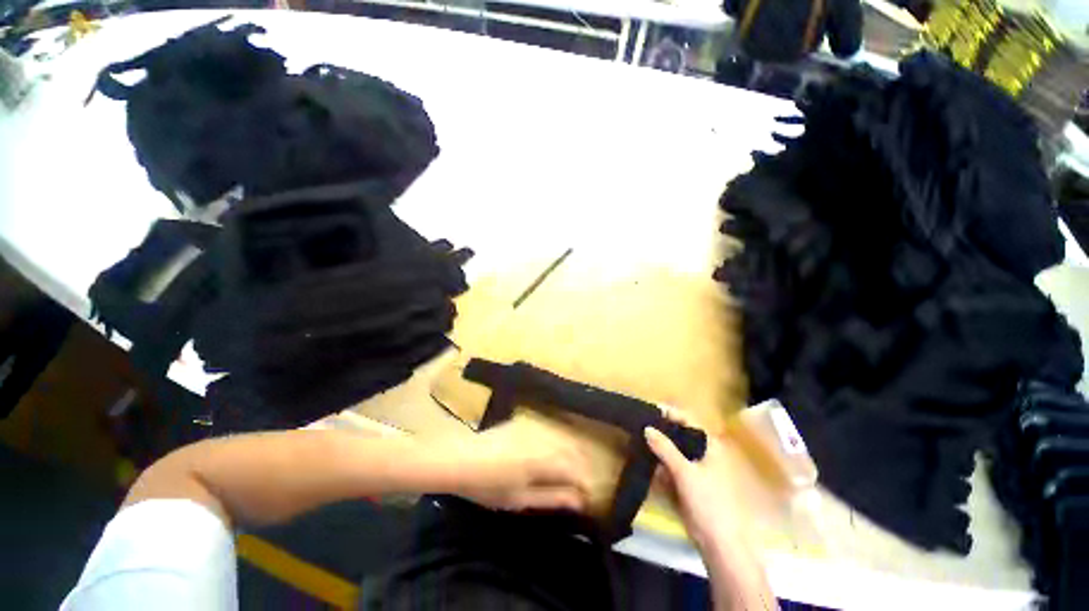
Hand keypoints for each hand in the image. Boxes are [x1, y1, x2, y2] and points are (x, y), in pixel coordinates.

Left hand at [440, 422, 592, 512]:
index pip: (575, 470)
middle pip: (572, 451)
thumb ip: (552, 498)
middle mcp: (544, 439)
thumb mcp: (520, 499)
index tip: (586, 499)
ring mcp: (534, 428)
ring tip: (566, 474)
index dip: (584, 485)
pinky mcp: (525, 423)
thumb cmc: (489, 486)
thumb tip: (579, 501)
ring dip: (569, 456)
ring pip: (562, 439)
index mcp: (544, 461)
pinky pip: (549, 432)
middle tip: (579, 488)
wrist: (462, 459)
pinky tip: (550, 454)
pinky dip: (556, 444)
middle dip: (580, 469)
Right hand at [645, 420, 744, 549]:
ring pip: (672, 451)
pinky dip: (658, 464)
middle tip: (639, 423)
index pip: (688, 421)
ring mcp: (695, 468)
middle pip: (679, 435)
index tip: (649, 408)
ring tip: (637, 438)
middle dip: (660, 430)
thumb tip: (646, 428)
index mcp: (710, 446)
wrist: (718, 543)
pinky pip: (669, 466)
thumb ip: (665, 448)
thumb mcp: (685, 472)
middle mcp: (703, 453)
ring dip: (657, 447)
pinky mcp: (686, 482)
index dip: (670, 413)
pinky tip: (644, 460)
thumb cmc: (708, 502)